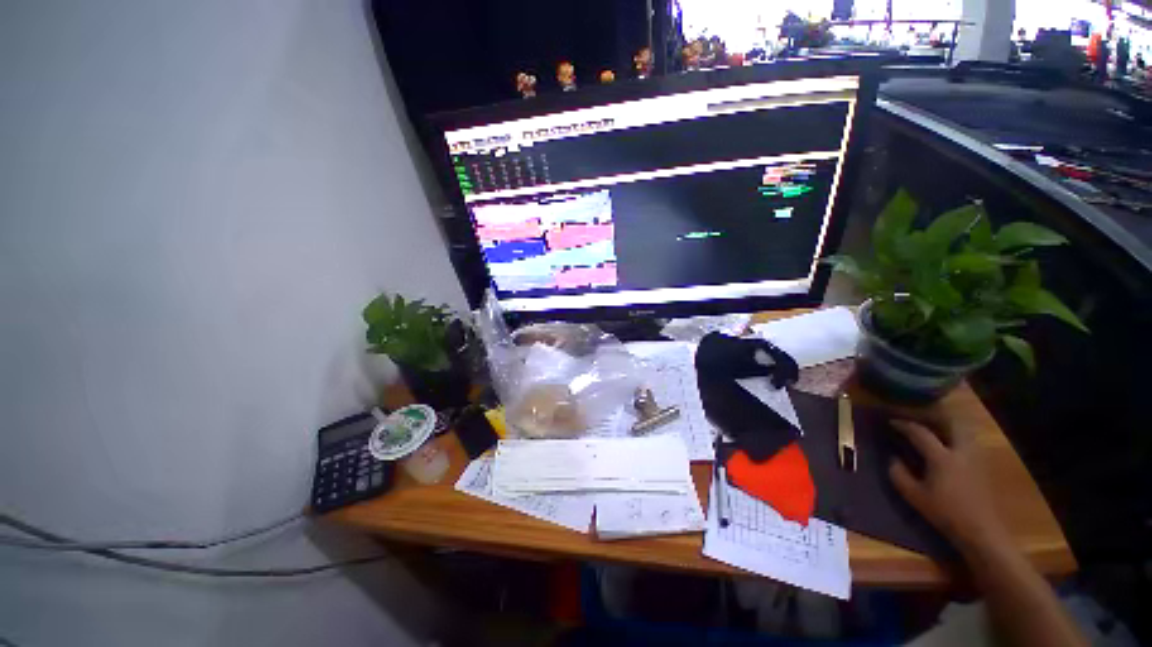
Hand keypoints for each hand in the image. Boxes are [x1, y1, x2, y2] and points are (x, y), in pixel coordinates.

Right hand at [887, 417, 1009, 556]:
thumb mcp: (914, 495)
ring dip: (947, 425)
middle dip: (932, 417)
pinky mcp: (982, 465)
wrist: (980, 530)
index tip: (892, 422)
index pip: (920, 432)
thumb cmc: (944, 512)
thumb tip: (893, 459)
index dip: (904, 425)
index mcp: (941, 457)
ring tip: (933, 429)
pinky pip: (968, 441)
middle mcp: (960, 451)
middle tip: (918, 419)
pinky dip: (956, 436)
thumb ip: (899, 474)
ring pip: (963, 430)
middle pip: (949, 423)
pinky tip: (948, 445)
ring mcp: (975, 457)